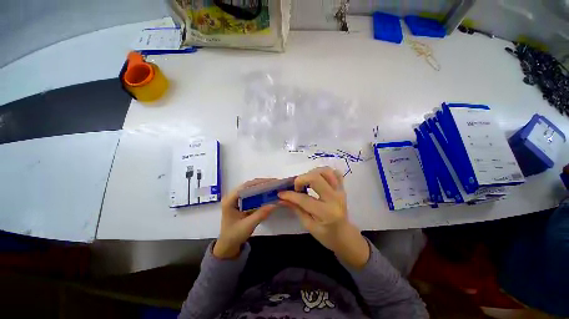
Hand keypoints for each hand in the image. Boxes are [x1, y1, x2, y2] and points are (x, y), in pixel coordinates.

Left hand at [213, 179, 276, 258]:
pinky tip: (267, 192)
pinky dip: (259, 191)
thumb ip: (261, 214)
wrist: (227, 245)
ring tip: (272, 185)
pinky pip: (250, 193)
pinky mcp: (240, 202)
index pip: (245, 187)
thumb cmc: (235, 235)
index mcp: (230, 200)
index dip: (258, 183)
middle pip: (248, 185)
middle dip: (261, 183)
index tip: (271, 182)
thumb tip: (275, 203)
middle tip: (274, 182)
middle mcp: (231, 196)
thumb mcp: (248, 225)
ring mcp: (235, 198)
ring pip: (249, 188)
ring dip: (261, 186)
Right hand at [278, 167, 369, 267]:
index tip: (281, 193)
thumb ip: (296, 209)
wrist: (345, 235)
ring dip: (313, 173)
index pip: (304, 199)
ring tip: (307, 181)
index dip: (290, 195)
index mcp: (326, 212)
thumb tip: (282, 198)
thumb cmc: (326, 235)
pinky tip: (318, 179)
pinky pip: (335, 173)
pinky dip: (324, 172)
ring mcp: (340, 191)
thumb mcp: (308, 225)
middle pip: (316, 178)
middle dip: (302, 179)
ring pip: (326, 171)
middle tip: (297, 187)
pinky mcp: (342, 188)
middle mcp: (335, 198)